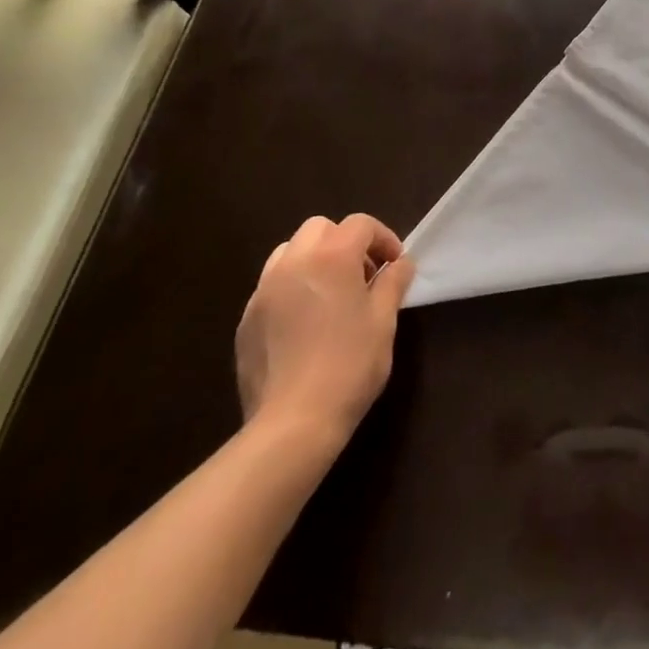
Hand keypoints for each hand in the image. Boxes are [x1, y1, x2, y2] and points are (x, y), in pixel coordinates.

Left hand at [235, 215, 415, 456]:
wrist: (292, 424)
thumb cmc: (349, 366)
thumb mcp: (383, 321)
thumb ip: (393, 283)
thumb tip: (401, 264)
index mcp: (332, 257)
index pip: (360, 224)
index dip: (383, 238)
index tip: (394, 264)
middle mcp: (294, 262)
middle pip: (320, 228)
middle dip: (344, 242)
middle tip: (362, 275)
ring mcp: (264, 290)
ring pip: (289, 251)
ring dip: (313, 259)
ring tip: (330, 294)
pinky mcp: (246, 320)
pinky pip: (271, 286)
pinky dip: (291, 288)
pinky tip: (304, 323)